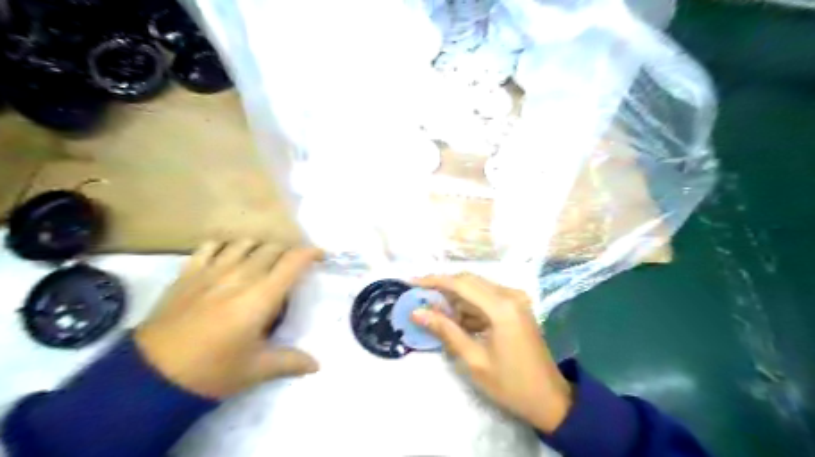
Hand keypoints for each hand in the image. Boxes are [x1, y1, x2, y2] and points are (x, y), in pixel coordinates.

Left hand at [136, 240, 322, 397]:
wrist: (151, 376)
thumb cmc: (212, 371)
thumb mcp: (256, 369)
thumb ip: (291, 362)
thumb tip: (317, 365)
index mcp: (261, 296)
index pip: (293, 261)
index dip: (311, 253)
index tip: (320, 257)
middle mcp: (240, 276)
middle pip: (272, 248)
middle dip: (288, 253)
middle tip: (292, 267)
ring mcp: (211, 271)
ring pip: (244, 243)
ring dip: (260, 248)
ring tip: (263, 261)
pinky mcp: (188, 274)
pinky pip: (210, 246)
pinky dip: (225, 246)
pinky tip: (228, 257)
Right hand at [415, 273, 570, 434]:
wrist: (550, 400)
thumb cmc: (510, 385)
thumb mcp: (473, 360)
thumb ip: (445, 330)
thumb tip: (417, 312)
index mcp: (501, 307)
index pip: (460, 284)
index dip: (433, 281)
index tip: (411, 282)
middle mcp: (510, 295)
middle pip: (469, 281)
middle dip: (442, 287)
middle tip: (419, 297)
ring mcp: (516, 300)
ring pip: (477, 288)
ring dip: (455, 297)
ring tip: (432, 310)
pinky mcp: (517, 307)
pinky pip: (487, 298)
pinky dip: (469, 306)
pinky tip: (455, 319)